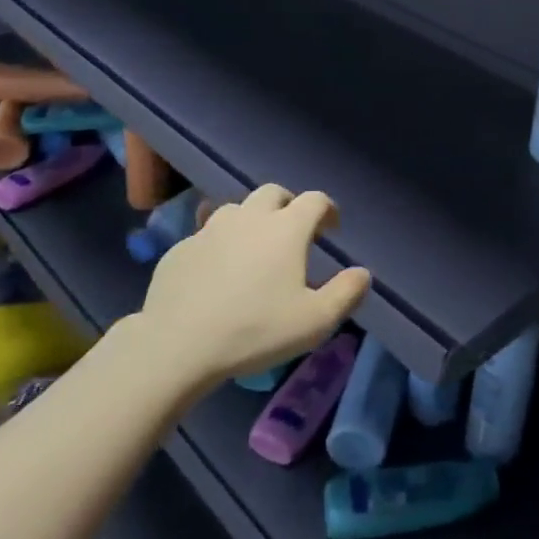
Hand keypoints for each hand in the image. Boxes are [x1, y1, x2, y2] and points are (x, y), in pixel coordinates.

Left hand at [137, 184, 369, 386]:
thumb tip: (362, 273)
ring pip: (236, 209)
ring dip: (251, 220)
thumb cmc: (255, 330)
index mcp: (286, 228)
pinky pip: (206, 236)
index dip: (328, 210)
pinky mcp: (180, 249)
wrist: (176, 345)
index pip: (315, 200)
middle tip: (293, 234)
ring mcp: (210, 230)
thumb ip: (346, 293)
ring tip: (254, 249)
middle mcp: (249, 218)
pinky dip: (219, 245)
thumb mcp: (315, 321)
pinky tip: (217, 273)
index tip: (331, 229)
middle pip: (274, 193)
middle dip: (288, 206)